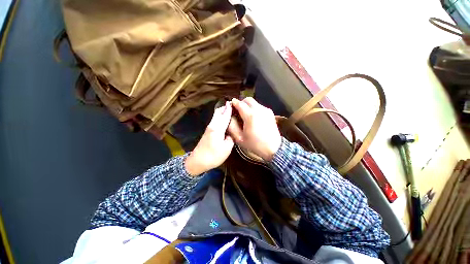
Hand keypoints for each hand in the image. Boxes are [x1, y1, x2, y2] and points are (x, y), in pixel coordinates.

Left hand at [185, 102, 234, 175]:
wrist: (198, 161)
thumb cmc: (213, 155)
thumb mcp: (227, 148)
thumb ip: (230, 138)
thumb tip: (230, 133)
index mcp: (218, 128)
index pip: (225, 115)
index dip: (229, 108)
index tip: (234, 102)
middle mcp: (212, 125)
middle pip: (218, 112)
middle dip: (225, 107)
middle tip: (234, 107)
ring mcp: (209, 128)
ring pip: (216, 115)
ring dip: (223, 112)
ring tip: (231, 112)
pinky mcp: (208, 131)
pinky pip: (215, 120)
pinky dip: (220, 117)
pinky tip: (225, 121)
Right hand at [228, 98, 281, 161]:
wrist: (273, 148)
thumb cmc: (255, 144)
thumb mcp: (239, 138)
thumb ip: (232, 125)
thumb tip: (229, 115)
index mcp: (251, 116)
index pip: (239, 103)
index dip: (233, 103)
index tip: (230, 106)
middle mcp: (259, 109)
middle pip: (247, 99)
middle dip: (241, 103)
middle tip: (238, 111)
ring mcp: (266, 110)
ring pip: (254, 102)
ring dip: (248, 106)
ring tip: (245, 115)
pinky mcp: (270, 112)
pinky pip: (259, 106)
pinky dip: (254, 109)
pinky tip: (253, 118)